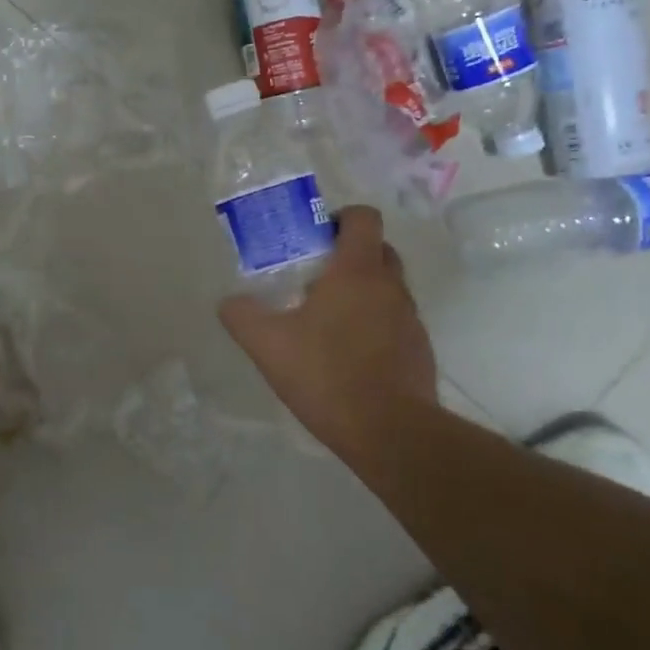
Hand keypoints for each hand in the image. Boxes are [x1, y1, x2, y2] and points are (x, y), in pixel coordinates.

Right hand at [219, 206, 439, 457]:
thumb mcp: (268, 344)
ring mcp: (411, 318)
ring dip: (364, 291)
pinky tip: (350, 354)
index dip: (341, 218)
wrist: (390, 432)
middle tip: (317, 276)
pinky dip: (377, 325)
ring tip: (329, 320)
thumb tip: (229, 302)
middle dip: (351, 254)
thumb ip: (242, 316)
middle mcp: (390, 286)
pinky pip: (397, 321)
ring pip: (389, 287)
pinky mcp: (420, 350)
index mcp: (357, 271)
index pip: (364, 217)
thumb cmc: (327, 374)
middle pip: (379, 249)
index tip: (316, 238)